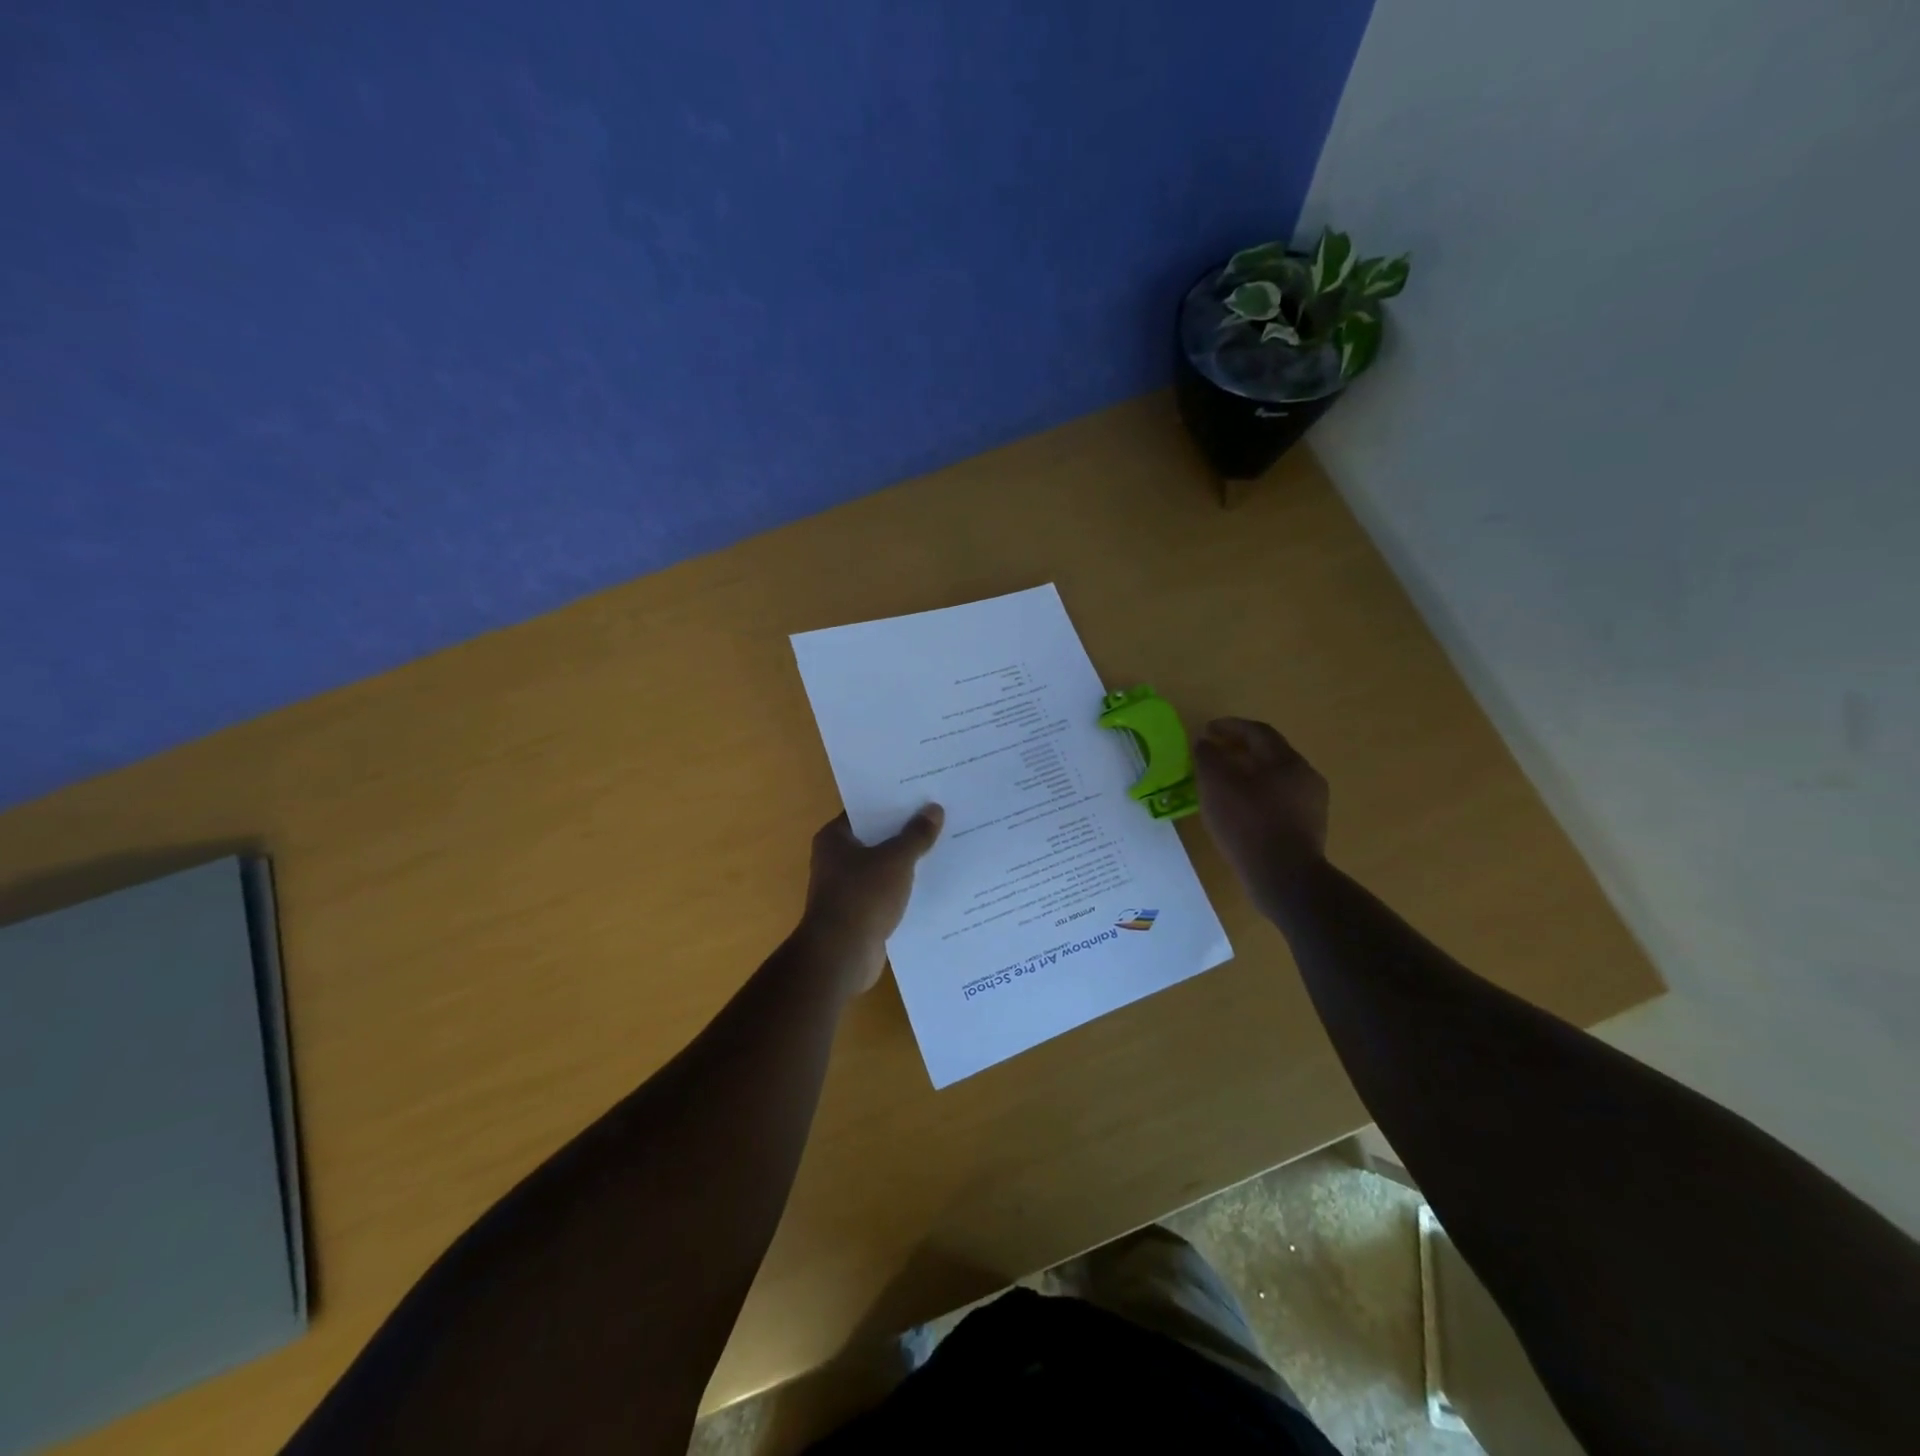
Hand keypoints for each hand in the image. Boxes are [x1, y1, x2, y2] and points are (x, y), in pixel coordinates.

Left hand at [797, 807, 944, 995]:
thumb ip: (916, 835)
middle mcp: (837, 859)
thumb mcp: (895, 860)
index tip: (923, 794)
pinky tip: (936, 883)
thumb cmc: (862, 897)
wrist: (841, 956)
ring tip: (946, 847)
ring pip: (885, 867)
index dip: (894, 802)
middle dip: (907, 831)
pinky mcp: (861, 913)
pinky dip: (907, 889)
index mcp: (835, 838)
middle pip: (877, 838)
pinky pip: (889, 892)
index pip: (866, 810)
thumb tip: (933, 809)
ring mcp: (848, 888)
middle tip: (942, 817)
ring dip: (909, 862)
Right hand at [1194, 718, 1329, 907]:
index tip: (1207, 729)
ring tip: (1224, 784)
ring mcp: (1311, 804)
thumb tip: (1205, 743)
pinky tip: (1241, 812)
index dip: (1230, 726)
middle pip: (1270, 754)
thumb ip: (1208, 757)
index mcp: (1286, 760)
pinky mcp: (1308, 829)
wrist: (1285, 878)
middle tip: (1214, 754)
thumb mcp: (1217, 785)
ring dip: (1250, 774)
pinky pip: (1280, 802)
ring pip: (1276, 779)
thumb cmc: (1248, 824)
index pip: (1257, 732)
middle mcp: (1305, 776)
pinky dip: (1258, 797)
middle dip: (1240, 750)